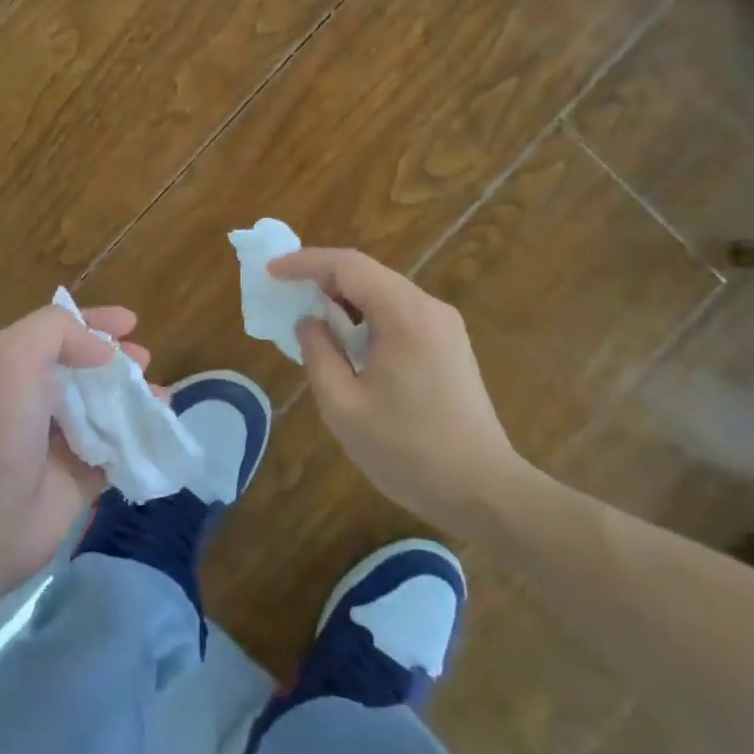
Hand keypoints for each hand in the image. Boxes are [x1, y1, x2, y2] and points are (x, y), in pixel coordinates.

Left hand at [0, 302, 149, 592]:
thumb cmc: (0, 427)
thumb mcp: (14, 355)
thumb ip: (57, 331)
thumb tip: (103, 350)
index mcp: (19, 368)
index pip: (61, 333)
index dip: (95, 323)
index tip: (132, 322)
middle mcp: (38, 401)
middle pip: (88, 371)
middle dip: (119, 362)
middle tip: (146, 361)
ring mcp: (59, 442)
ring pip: (106, 411)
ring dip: (135, 400)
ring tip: (163, 399)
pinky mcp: (79, 480)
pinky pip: (117, 454)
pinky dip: (140, 442)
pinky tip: (161, 434)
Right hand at [271, 247, 539, 532]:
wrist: (482, 490)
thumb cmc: (407, 450)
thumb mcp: (343, 406)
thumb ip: (318, 354)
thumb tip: (310, 322)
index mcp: (404, 315)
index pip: (348, 266)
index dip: (305, 262)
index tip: (270, 271)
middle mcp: (429, 308)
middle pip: (368, 274)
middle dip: (322, 277)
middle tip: (284, 292)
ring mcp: (444, 327)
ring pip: (383, 293)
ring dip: (343, 299)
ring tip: (308, 316)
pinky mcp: (449, 346)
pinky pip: (399, 314)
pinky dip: (365, 316)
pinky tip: (346, 340)